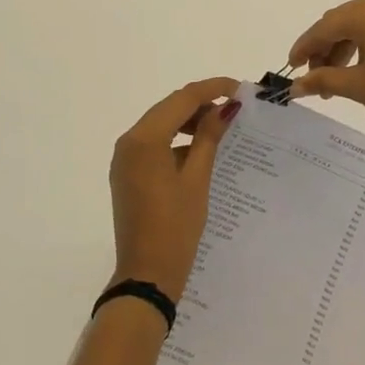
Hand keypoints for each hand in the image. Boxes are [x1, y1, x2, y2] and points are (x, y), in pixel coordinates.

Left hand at [107, 78, 240, 303]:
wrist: (147, 275)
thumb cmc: (176, 227)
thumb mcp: (197, 179)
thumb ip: (209, 137)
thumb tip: (225, 108)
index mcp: (144, 139)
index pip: (182, 98)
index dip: (212, 89)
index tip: (240, 88)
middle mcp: (129, 141)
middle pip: (169, 108)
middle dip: (201, 103)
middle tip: (234, 108)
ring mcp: (124, 158)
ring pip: (161, 124)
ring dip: (189, 121)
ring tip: (221, 127)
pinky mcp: (127, 173)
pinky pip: (153, 144)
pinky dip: (176, 140)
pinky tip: (200, 150)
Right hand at [288, 0, 364, 160]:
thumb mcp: (359, 87)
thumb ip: (323, 81)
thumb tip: (294, 87)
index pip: (324, 28)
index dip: (304, 48)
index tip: (290, 68)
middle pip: (341, 22)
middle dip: (324, 48)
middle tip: (313, 77)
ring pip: (360, 24)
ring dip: (343, 46)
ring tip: (335, 78)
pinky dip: (364, 40)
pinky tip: (358, 46)